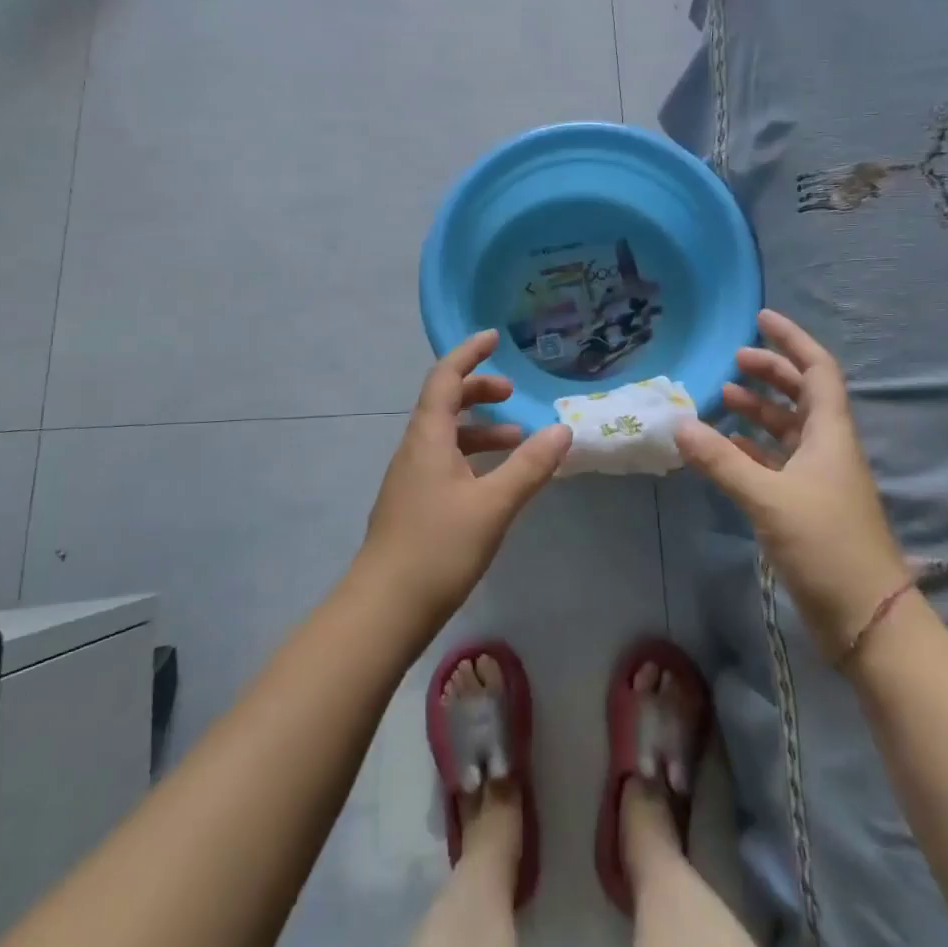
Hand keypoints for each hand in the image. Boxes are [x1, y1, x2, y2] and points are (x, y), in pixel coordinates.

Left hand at [359, 329, 572, 628]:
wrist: (384, 609)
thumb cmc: (438, 548)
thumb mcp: (493, 504)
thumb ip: (529, 466)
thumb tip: (563, 430)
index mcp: (427, 438)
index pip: (445, 378)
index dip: (468, 354)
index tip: (494, 337)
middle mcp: (414, 449)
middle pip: (444, 403)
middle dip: (478, 391)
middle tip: (513, 394)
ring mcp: (410, 479)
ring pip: (446, 437)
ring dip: (480, 430)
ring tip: (518, 440)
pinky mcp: (413, 505)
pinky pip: (445, 463)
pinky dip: (473, 458)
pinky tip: (495, 483)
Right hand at [674, 309, 909, 665]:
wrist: (866, 620)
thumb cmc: (826, 546)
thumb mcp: (768, 500)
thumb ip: (722, 461)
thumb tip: (678, 424)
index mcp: (830, 435)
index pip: (817, 370)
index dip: (792, 340)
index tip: (761, 319)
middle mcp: (827, 449)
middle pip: (802, 395)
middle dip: (771, 372)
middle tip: (734, 360)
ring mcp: (819, 479)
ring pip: (788, 429)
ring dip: (759, 410)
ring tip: (723, 396)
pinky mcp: (807, 506)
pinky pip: (776, 462)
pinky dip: (751, 448)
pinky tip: (724, 447)